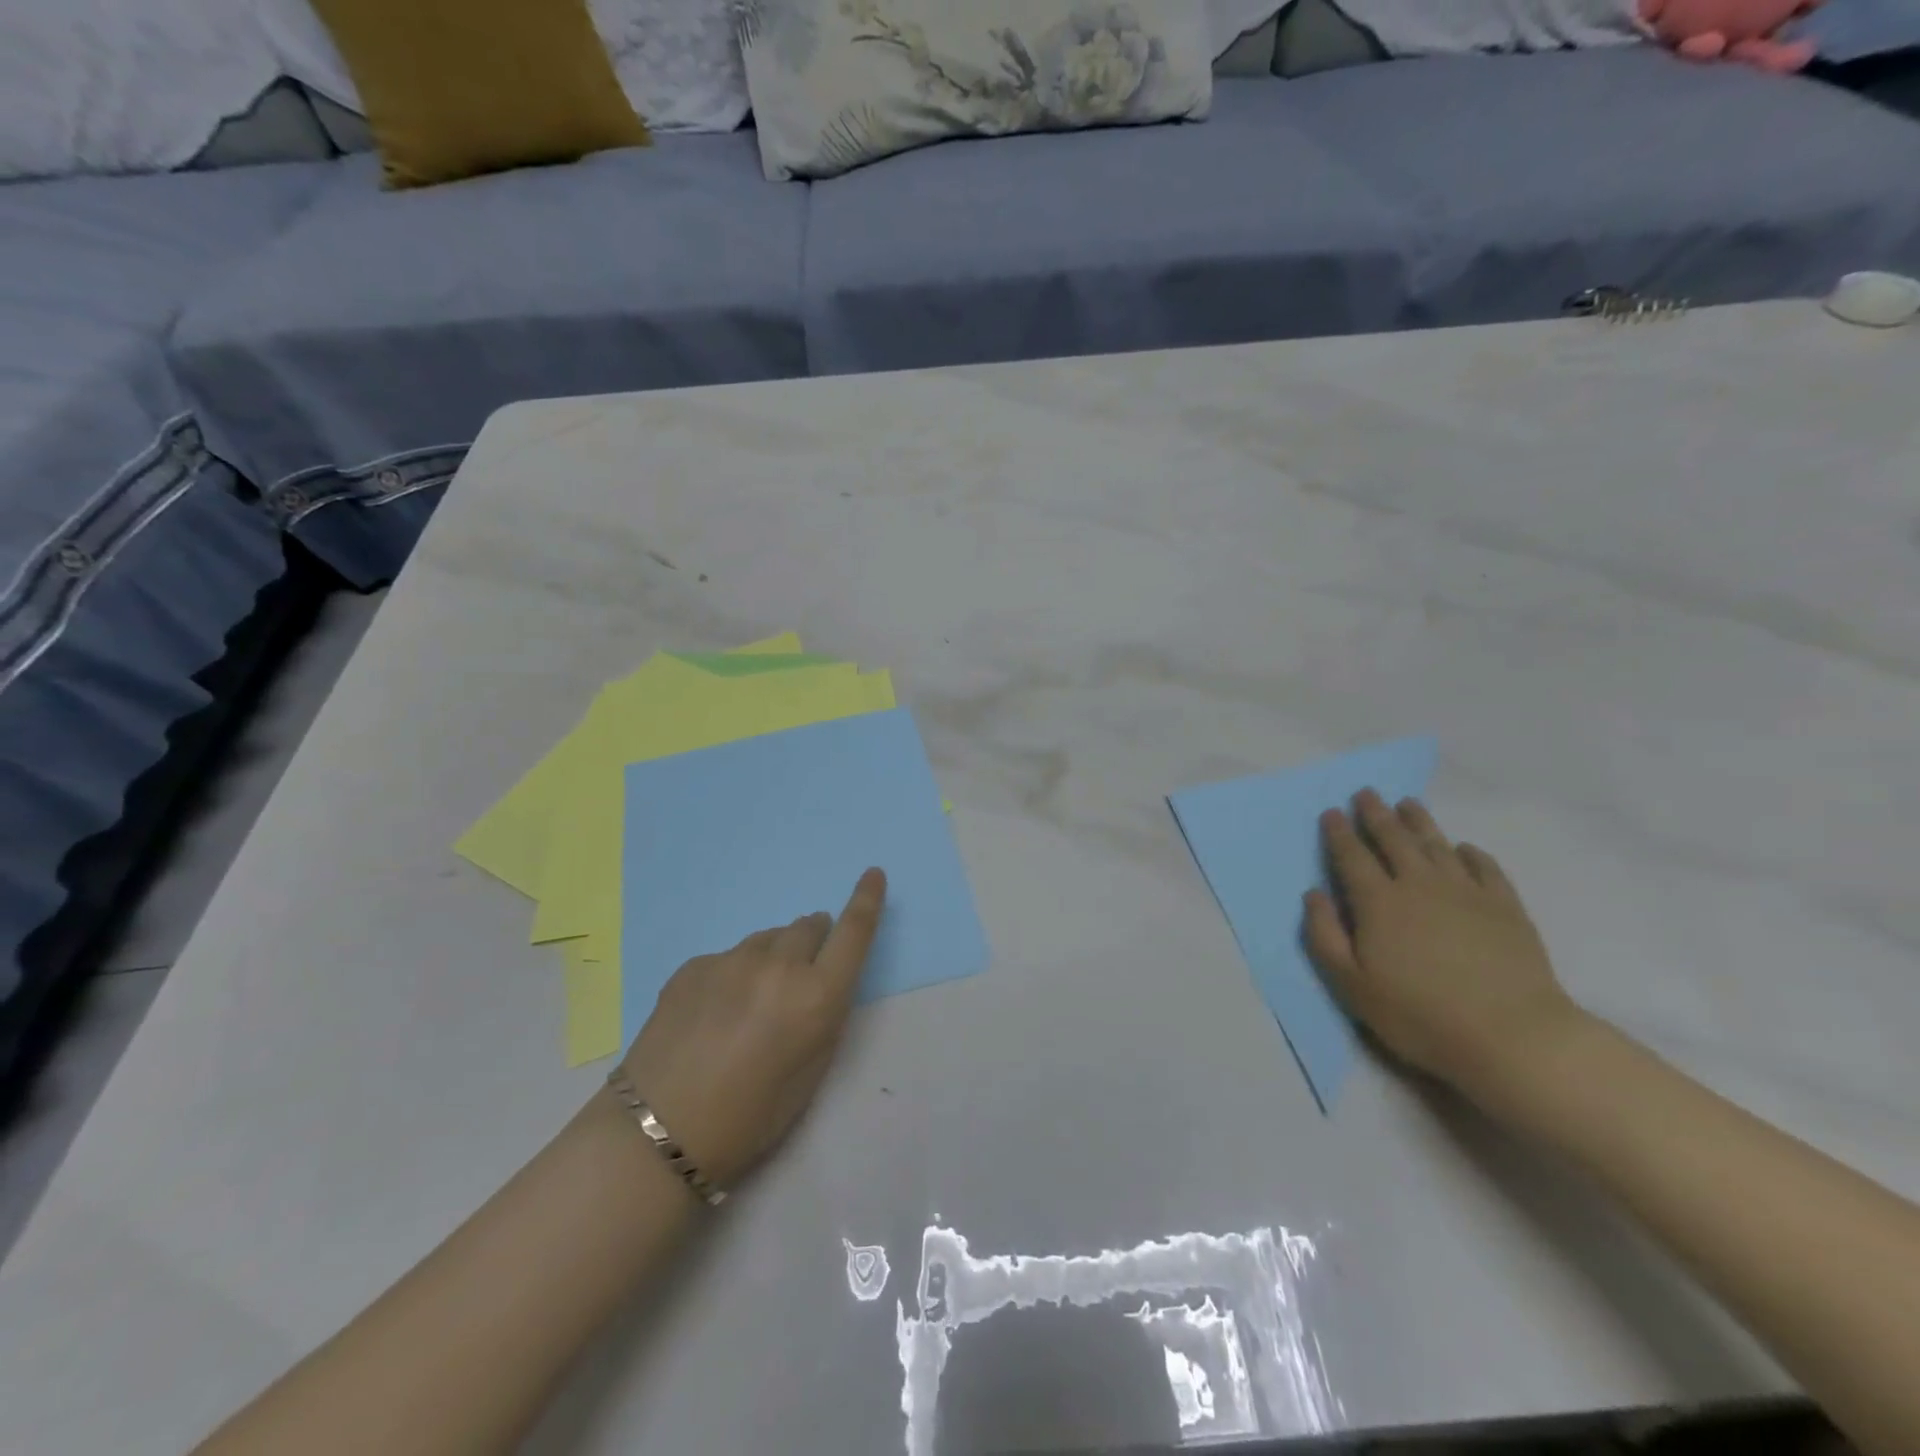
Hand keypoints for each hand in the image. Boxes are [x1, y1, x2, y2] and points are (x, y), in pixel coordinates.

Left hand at [621, 869, 886, 1189]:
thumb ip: (823, 1016)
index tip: (873, 874)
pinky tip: (715, 1011)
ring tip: (753, 1001)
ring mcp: (731, 960)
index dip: (867, 899)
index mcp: (816, 996)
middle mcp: (778, 966)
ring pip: (768, 939)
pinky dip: (735, 973)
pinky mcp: (694, 965)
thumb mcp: (811, 1073)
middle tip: (801, 975)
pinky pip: (730, 956)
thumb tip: (817, 982)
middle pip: (808, 926)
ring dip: (775, 956)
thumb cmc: (749, 1119)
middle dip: (814, 941)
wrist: (656, 1133)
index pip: (854, 931)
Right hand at [1303, 792, 1585, 1106]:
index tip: (1331, 812)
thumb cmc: (1419, 1014)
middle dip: (1376, 814)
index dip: (1338, 832)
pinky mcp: (1505, 907)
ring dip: (1419, 821)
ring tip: (1407, 803)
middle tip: (1366, 793)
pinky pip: (1484, 867)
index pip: (1352, 856)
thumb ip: (1325, 935)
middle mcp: (1419, 884)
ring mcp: (1466, 892)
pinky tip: (1464, 848)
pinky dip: (1470, 853)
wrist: (1512, 1036)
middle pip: (1393, 839)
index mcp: (1378, 901)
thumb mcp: (1352, 984)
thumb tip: (1315, 894)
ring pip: (1436, 844)